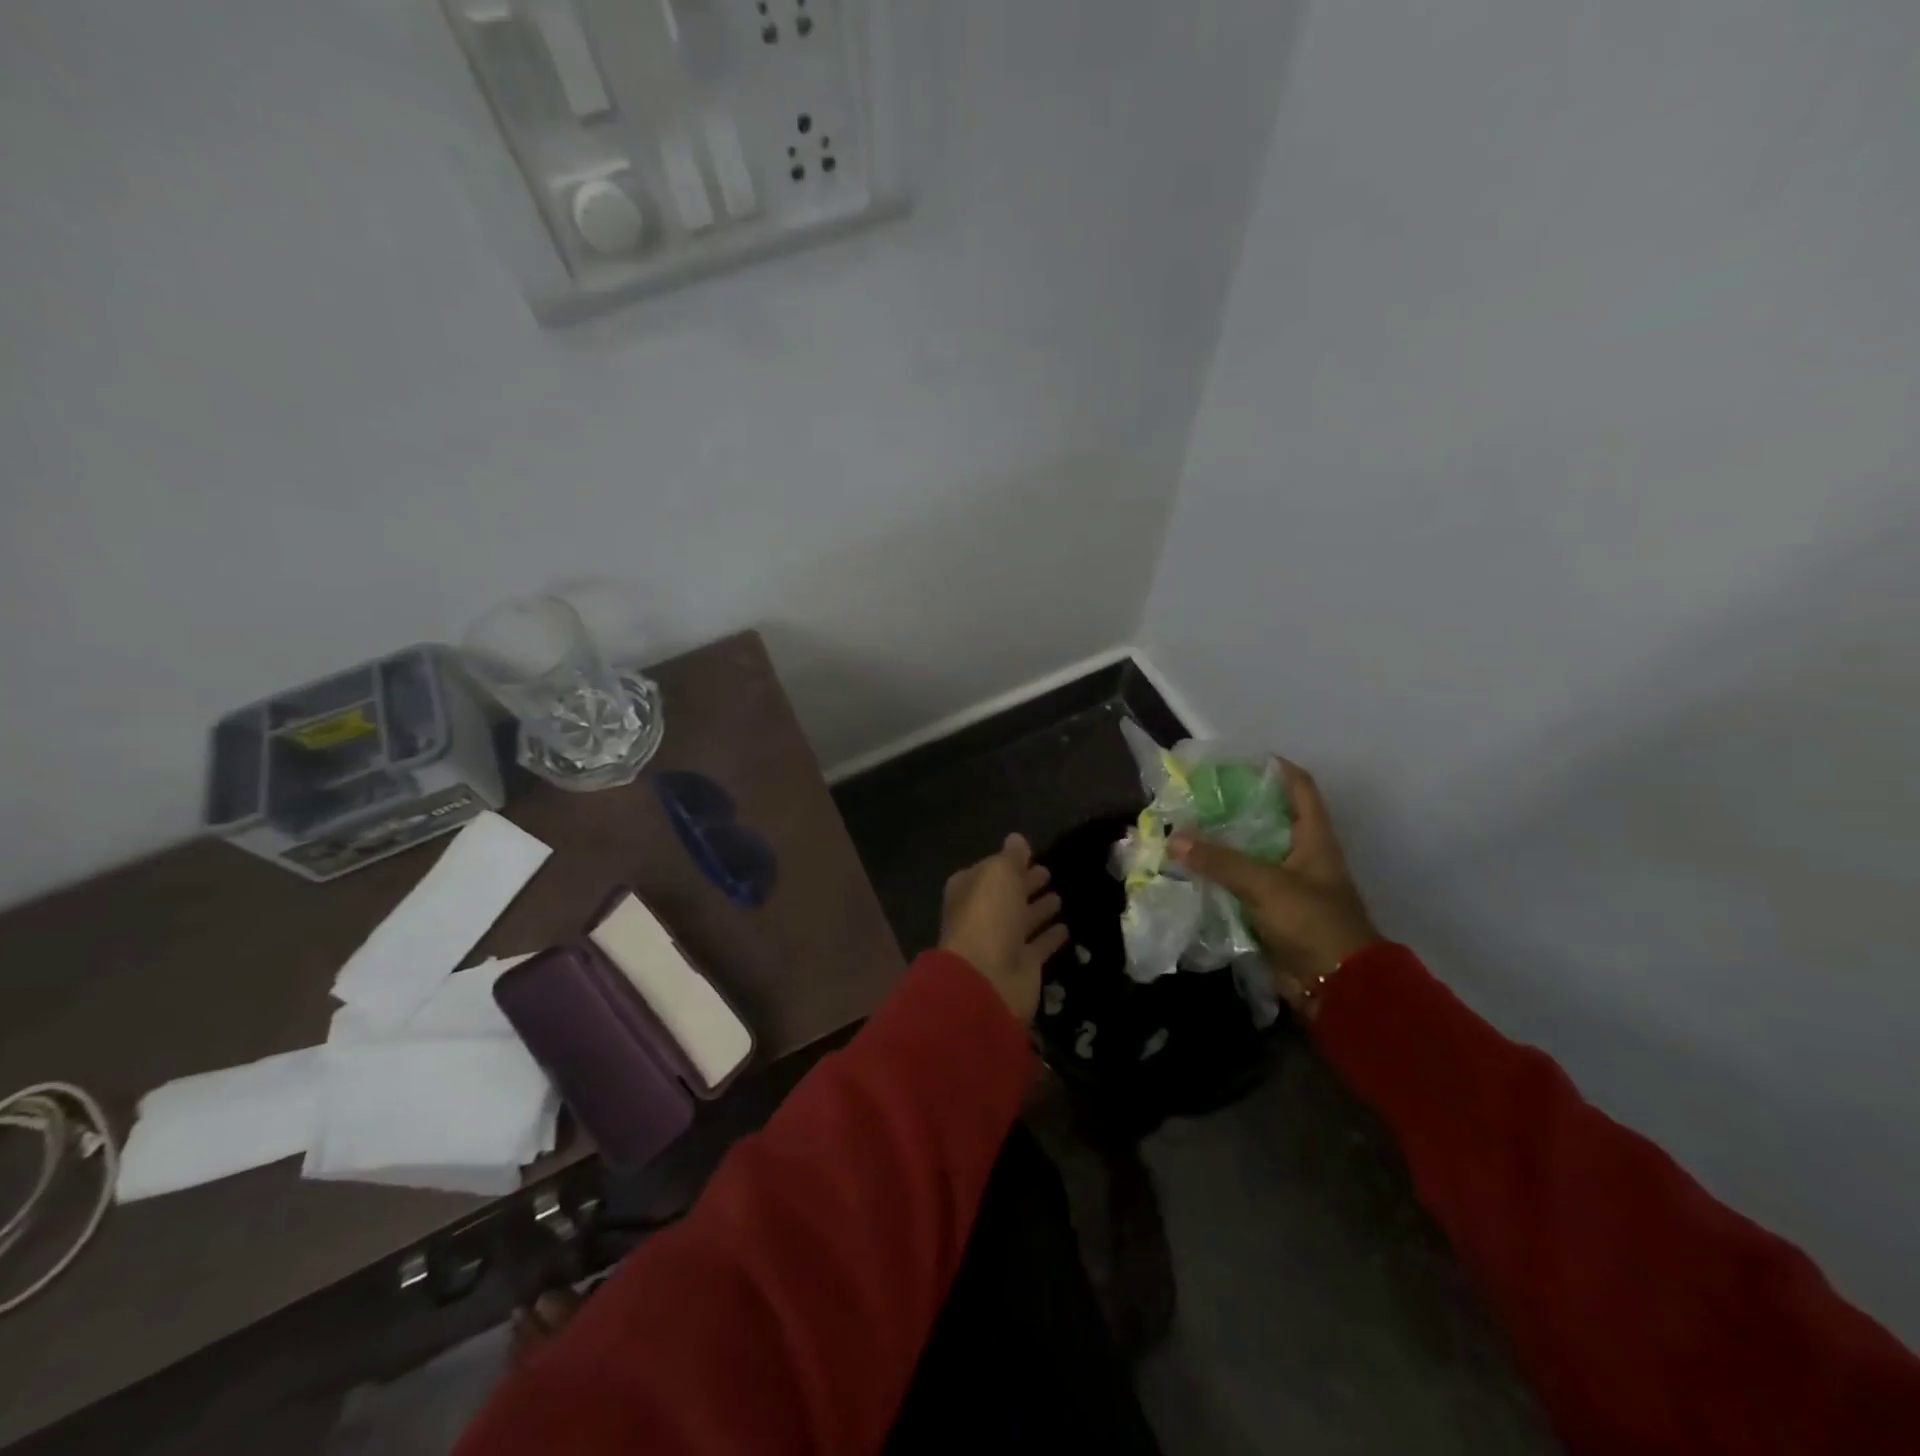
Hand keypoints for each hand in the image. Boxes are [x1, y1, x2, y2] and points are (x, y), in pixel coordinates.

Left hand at [939, 833, 1067, 1022]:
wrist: (987, 980)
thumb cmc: (988, 917)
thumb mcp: (999, 875)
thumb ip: (1010, 857)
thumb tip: (1016, 838)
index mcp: (969, 891)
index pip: (989, 871)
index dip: (1008, 864)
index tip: (1032, 855)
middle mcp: (983, 916)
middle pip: (1006, 896)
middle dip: (1025, 884)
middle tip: (1049, 873)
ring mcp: (1002, 943)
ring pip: (1023, 920)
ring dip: (1039, 910)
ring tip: (1060, 897)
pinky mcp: (1023, 967)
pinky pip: (1039, 946)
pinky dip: (1050, 937)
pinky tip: (1067, 927)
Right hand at [1169, 760, 1379, 1016]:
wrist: (1339, 988)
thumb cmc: (1313, 923)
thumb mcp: (1266, 885)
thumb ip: (1220, 861)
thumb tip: (1173, 839)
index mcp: (1314, 839)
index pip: (1299, 787)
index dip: (1274, 767)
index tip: (1237, 759)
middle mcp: (1300, 856)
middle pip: (1266, 819)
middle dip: (1232, 807)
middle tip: (1194, 796)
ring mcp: (1285, 886)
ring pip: (1247, 854)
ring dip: (1219, 845)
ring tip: (1182, 829)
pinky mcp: (1270, 913)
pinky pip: (1238, 887)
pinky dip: (1216, 878)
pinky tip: (1187, 870)